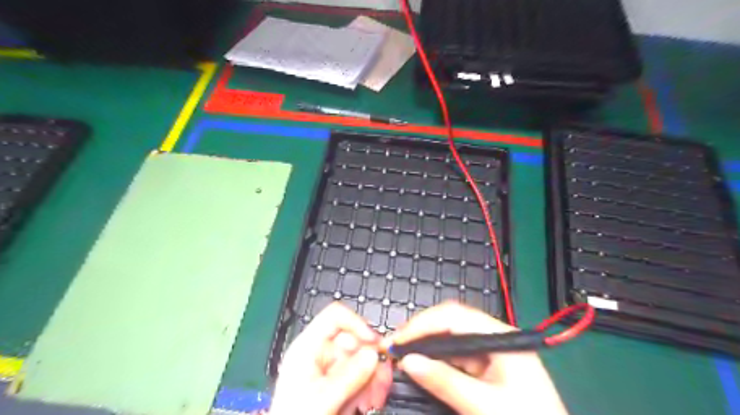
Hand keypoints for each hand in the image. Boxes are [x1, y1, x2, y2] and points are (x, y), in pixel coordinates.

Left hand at [269, 302, 391, 414]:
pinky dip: (370, 387)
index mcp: (307, 347)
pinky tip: (370, 402)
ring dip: (374, 377)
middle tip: (382, 377)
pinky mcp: (338, 384)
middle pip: (354, 340)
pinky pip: (361, 376)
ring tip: (375, 398)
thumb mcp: (321, 399)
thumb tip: (373, 354)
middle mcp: (320, 354)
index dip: (357, 324)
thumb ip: (349, 376)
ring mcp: (330, 369)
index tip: (374, 343)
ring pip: (361, 360)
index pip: (335, 317)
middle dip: (371, 359)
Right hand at [387, 302, 566, 414]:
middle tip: (394, 345)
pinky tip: (420, 364)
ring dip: (424, 344)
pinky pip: (454, 356)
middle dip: (420, 330)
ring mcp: (490, 353)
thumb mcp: (485, 406)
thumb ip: (445, 381)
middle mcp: (494, 338)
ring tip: (401, 352)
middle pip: (450, 322)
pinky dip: (434, 359)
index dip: (423, 323)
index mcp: (501, 337)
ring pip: (449, 338)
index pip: (455, 316)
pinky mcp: (485, 367)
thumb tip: (408, 361)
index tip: (398, 339)